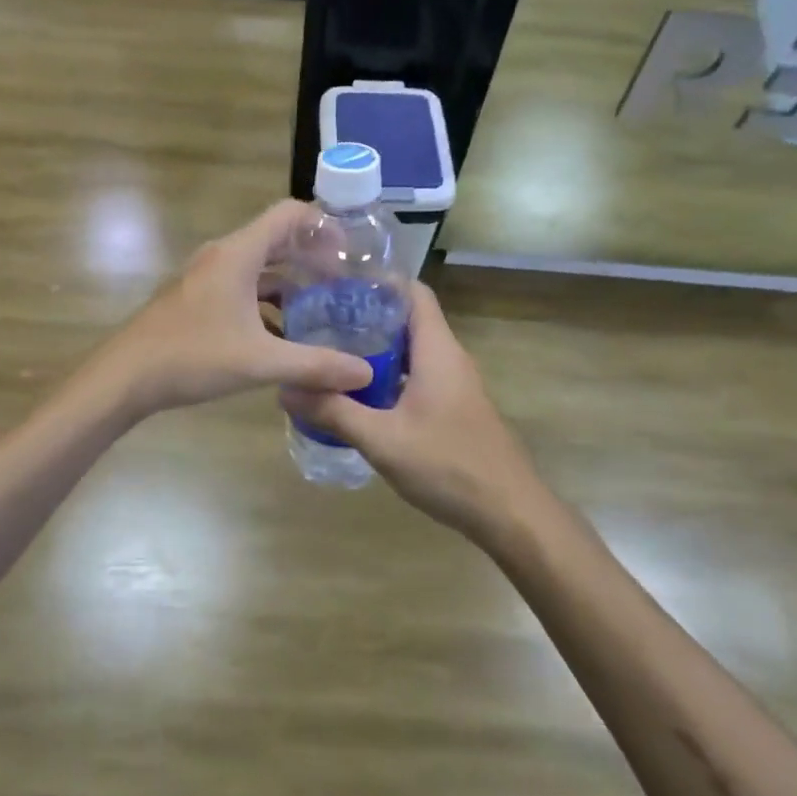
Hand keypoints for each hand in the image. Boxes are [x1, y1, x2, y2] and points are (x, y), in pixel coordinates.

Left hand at [94, 200, 372, 416]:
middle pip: (277, 240)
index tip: (351, 251)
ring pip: (258, 267)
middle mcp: (222, 256)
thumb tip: (366, 373)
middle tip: (346, 282)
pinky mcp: (196, 298)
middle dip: (313, 257)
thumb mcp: (260, 362)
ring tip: (321, 310)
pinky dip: (266, 302)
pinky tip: (282, 334)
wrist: (124, 377)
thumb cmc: (192, 357)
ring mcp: (206, 277)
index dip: (324, 224)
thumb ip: (315, 365)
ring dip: (290, 283)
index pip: (289, 214)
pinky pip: (241, 287)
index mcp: (238, 254)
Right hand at [283, 284, 543, 540]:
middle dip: (366, 317)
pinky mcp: (455, 408)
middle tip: (320, 322)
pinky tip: (360, 399)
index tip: (336, 284)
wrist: (511, 514)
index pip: (413, 292)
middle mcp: (449, 358)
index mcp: (437, 350)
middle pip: (407, 320)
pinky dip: (390, 377)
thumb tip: (285, 389)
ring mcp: (456, 384)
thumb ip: (333, 412)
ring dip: (376, 351)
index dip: (378, 281)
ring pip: (412, 352)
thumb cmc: (449, 466)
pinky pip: (418, 377)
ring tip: (331, 357)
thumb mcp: (382, 440)